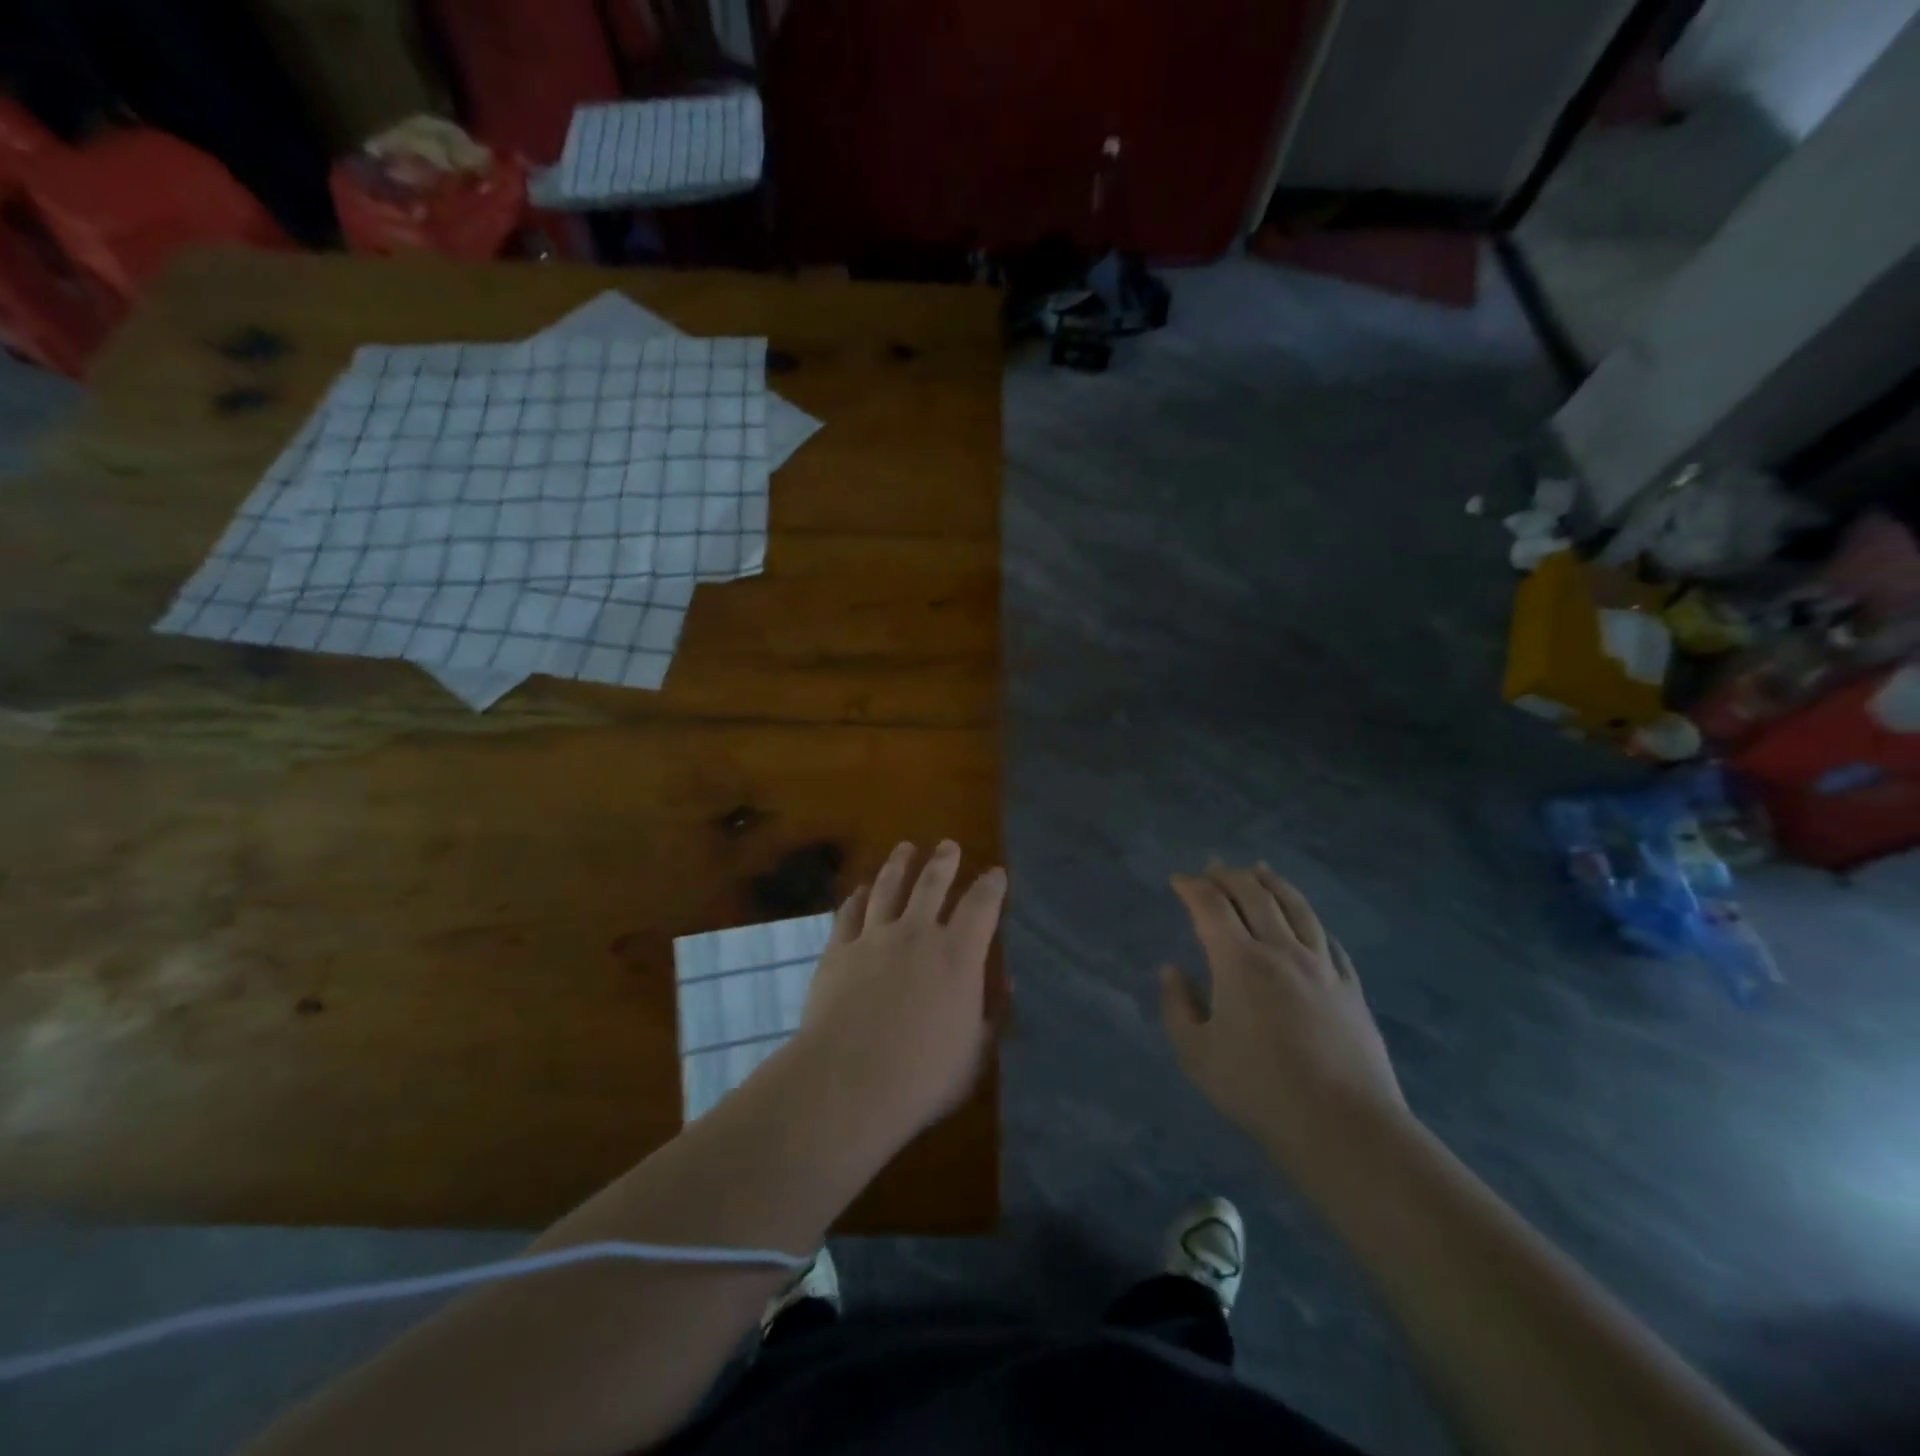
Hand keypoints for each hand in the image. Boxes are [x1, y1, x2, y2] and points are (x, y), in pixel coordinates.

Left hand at [791, 841, 1005, 1145]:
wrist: (848, 1082)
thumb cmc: (923, 1076)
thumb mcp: (976, 1052)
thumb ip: (992, 1011)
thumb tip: (1007, 978)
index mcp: (958, 955)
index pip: (981, 906)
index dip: (991, 886)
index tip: (996, 873)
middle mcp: (916, 934)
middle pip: (932, 884)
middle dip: (943, 861)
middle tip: (948, 845)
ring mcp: (873, 938)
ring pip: (888, 888)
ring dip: (899, 865)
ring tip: (905, 849)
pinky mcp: (838, 951)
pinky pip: (849, 913)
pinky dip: (857, 898)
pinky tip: (860, 890)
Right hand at [1161, 861, 1408, 1178]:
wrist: (1344, 1126)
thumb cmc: (1258, 1090)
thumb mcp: (1196, 1054)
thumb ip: (1177, 1006)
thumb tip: (1172, 971)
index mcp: (1239, 962)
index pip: (1211, 907)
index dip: (1191, 887)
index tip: (1178, 879)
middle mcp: (1281, 950)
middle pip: (1254, 896)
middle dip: (1229, 876)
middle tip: (1213, 866)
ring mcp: (1322, 967)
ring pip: (1297, 908)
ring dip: (1273, 884)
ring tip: (1261, 871)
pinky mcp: (1350, 988)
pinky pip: (1328, 940)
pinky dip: (1310, 920)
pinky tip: (1307, 920)